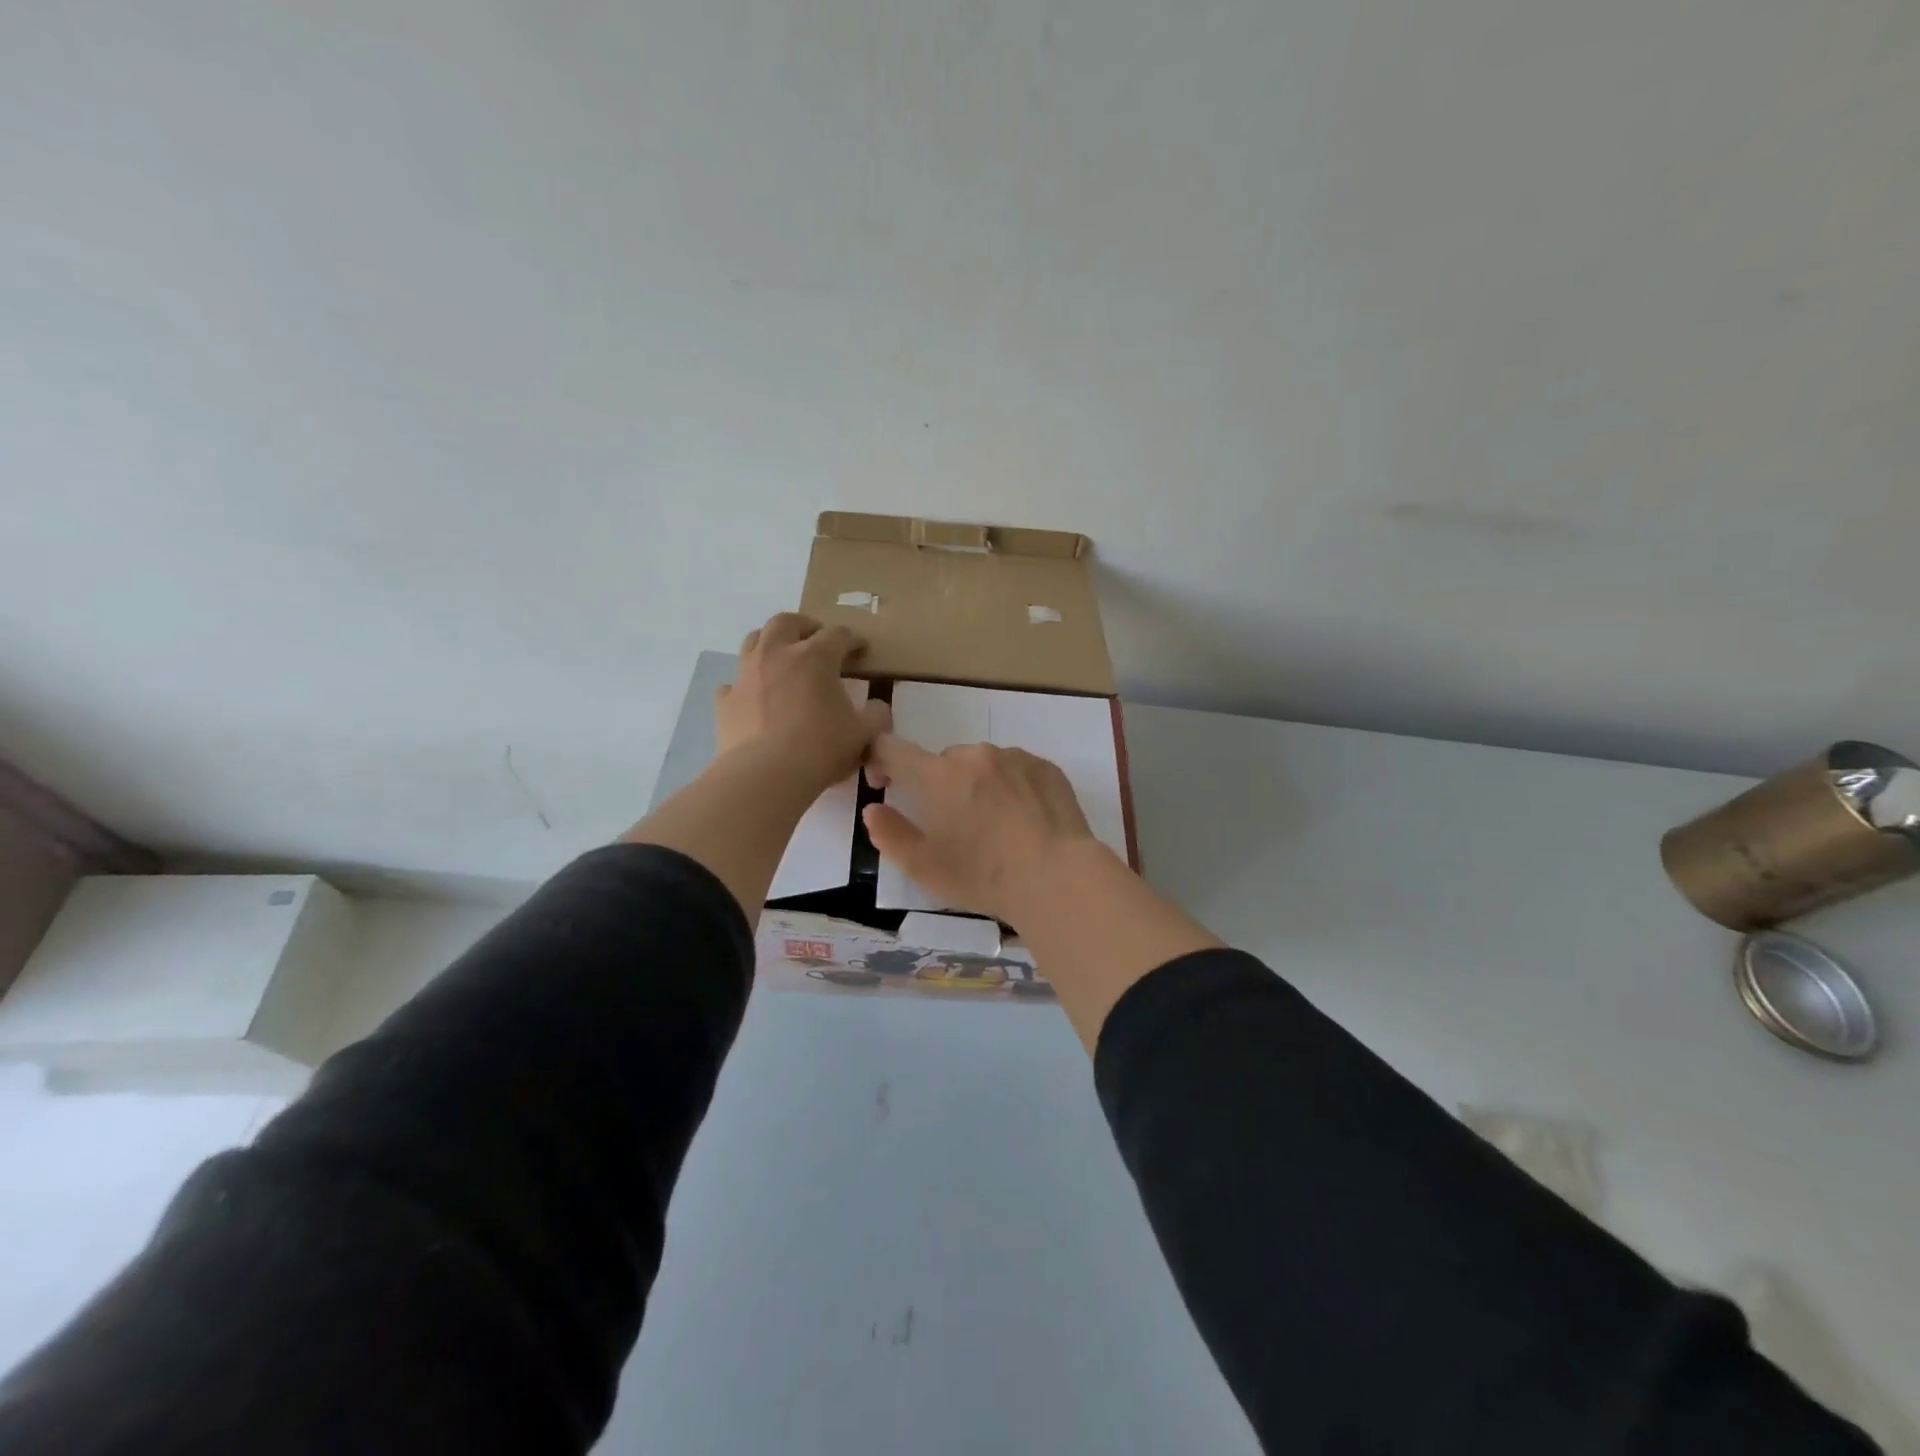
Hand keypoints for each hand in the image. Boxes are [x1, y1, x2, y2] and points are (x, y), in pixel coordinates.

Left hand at [716, 613, 889, 792]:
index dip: (852, 639)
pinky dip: (745, 685)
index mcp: (815, 657)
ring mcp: (746, 675)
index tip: (859, 649)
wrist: (766, 775)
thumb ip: (875, 715)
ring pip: (754, 641)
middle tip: (815, 639)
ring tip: (782, 659)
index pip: (837, 635)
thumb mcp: (863, 733)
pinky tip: (753, 698)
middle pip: (786, 622)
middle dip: (804, 626)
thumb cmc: (821, 749)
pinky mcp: (725, 700)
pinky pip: (733, 683)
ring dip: (770, 643)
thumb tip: (876, 707)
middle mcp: (776, 654)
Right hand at [861, 735, 1102, 926]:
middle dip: (939, 786)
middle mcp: (974, 755)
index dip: (880, 761)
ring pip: (982, 764)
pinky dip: (1011, 787)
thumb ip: (890, 834)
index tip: (885, 785)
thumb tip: (873, 809)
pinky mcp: (1046, 767)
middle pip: (943, 761)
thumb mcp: (924, 868)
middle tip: (954, 826)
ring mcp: (1014, 757)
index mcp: (937, 775)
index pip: (892, 748)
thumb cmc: (983, 876)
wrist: (1057, 877)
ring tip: (995, 826)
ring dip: (978, 785)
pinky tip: (1024, 821)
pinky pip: (1016, 769)